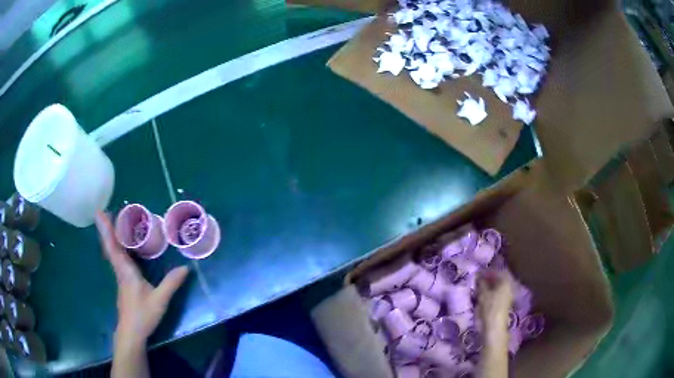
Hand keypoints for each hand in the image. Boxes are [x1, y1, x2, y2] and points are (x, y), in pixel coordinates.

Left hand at [95, 211, 188, 348]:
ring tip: (110, 223)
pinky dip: (114, 247)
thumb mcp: (160, 300)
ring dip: (109, 237)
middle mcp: (120, 270)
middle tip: (102, 212)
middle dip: (106, 229)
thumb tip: (186, 267)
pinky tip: (120, 247)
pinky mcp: (123, 282)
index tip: (99, 213)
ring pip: (112, 252)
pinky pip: (116, 259)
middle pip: (110, 246)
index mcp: (126, 271)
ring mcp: (120, 277)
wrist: (131, 332)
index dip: (106, 230)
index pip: (114, 247)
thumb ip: (171, 283)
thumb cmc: (143, 314)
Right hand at [477, 269, 512, 332]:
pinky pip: (498, 293)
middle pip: (499, 278)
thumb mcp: (483, 294)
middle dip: (489, 278)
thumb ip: (481, 283)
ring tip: (479, 288)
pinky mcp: (504, 303)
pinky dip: (491, 292)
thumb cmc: (489, 308)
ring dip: (490, 285)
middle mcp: (509, 286)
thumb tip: (479, 276)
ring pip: (498, 286)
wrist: (494, 326)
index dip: (487, 271)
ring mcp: (507, 295)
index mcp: (505, 281)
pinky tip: (483, 295)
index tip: (478, 273)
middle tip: (478, 280)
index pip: (497, 271)